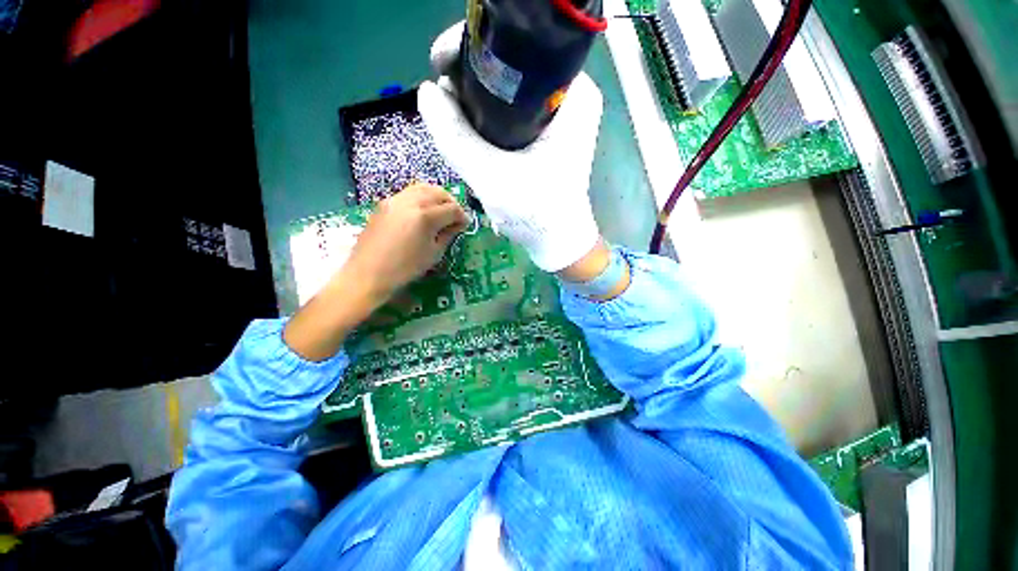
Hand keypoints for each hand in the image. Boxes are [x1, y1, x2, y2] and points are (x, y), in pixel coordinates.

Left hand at [346, 182, 468, 299]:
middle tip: (455, 216)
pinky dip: (421, 197)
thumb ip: (448, 234)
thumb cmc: (405, 268)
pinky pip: (408, 193)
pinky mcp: (384, 203)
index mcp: (425, 217)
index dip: (462, 216)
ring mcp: (395, 200)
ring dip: (436, 196)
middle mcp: (411, 202)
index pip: (452, 209)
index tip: (464, 225)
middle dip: (451, 202)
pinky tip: (422, 211)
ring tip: (440, 210)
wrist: (369, 273)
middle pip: (438, 192)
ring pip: (422, 188)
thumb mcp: (434, 253)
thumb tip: (457, 224)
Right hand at [418, 21, 604, 272]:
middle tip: (446, 99)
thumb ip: (455, 135)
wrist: (557, 241)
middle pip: (514, 69)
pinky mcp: (552, 134)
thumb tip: (426, 91)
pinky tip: (473, 130)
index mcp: (572, 94)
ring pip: (511, 92)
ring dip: (479, 101)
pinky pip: (515, 113)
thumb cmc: (535, 214)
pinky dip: (492, 119)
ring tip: (454, 116)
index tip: (442, 66)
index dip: (476, 52)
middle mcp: (572, 96)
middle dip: (474, 80)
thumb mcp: (490, 176)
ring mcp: (562, 116)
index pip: (519, 48)